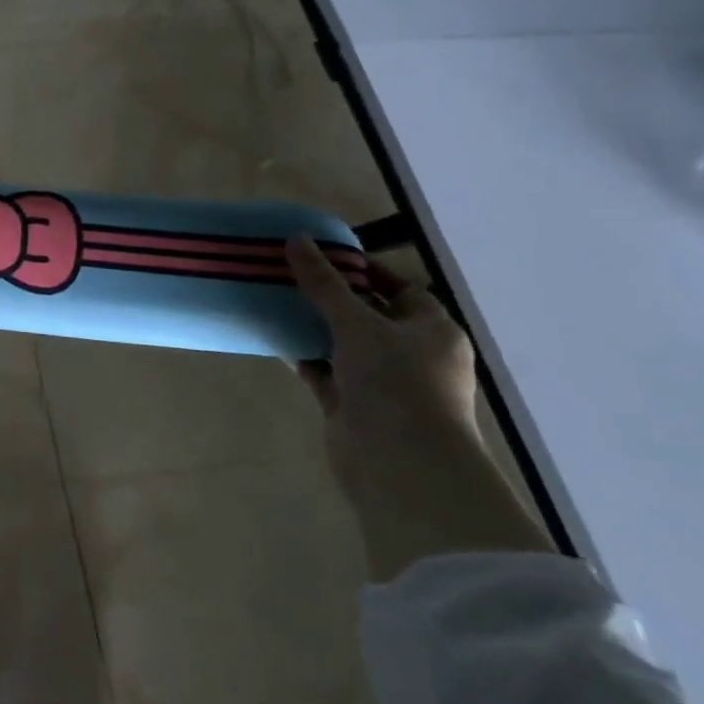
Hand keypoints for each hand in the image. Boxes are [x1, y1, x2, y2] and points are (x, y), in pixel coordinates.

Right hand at [284, 237, 478, 494]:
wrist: (399, 464)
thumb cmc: (396, 382)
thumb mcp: (358, 323)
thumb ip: (324, 283)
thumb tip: (296, 239)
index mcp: (432, 331)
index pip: (401, 289)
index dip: (365, 270)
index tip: (323, 256)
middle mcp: (411, 354)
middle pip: (367, 315)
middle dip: (330, 296)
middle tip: (288, 272)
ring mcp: (381, 382)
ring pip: (341, 343)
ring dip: (311, 325)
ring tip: (272, 297)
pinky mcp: (351, 404)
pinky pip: (322, 369)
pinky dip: (300, 354)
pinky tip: (271, 334)